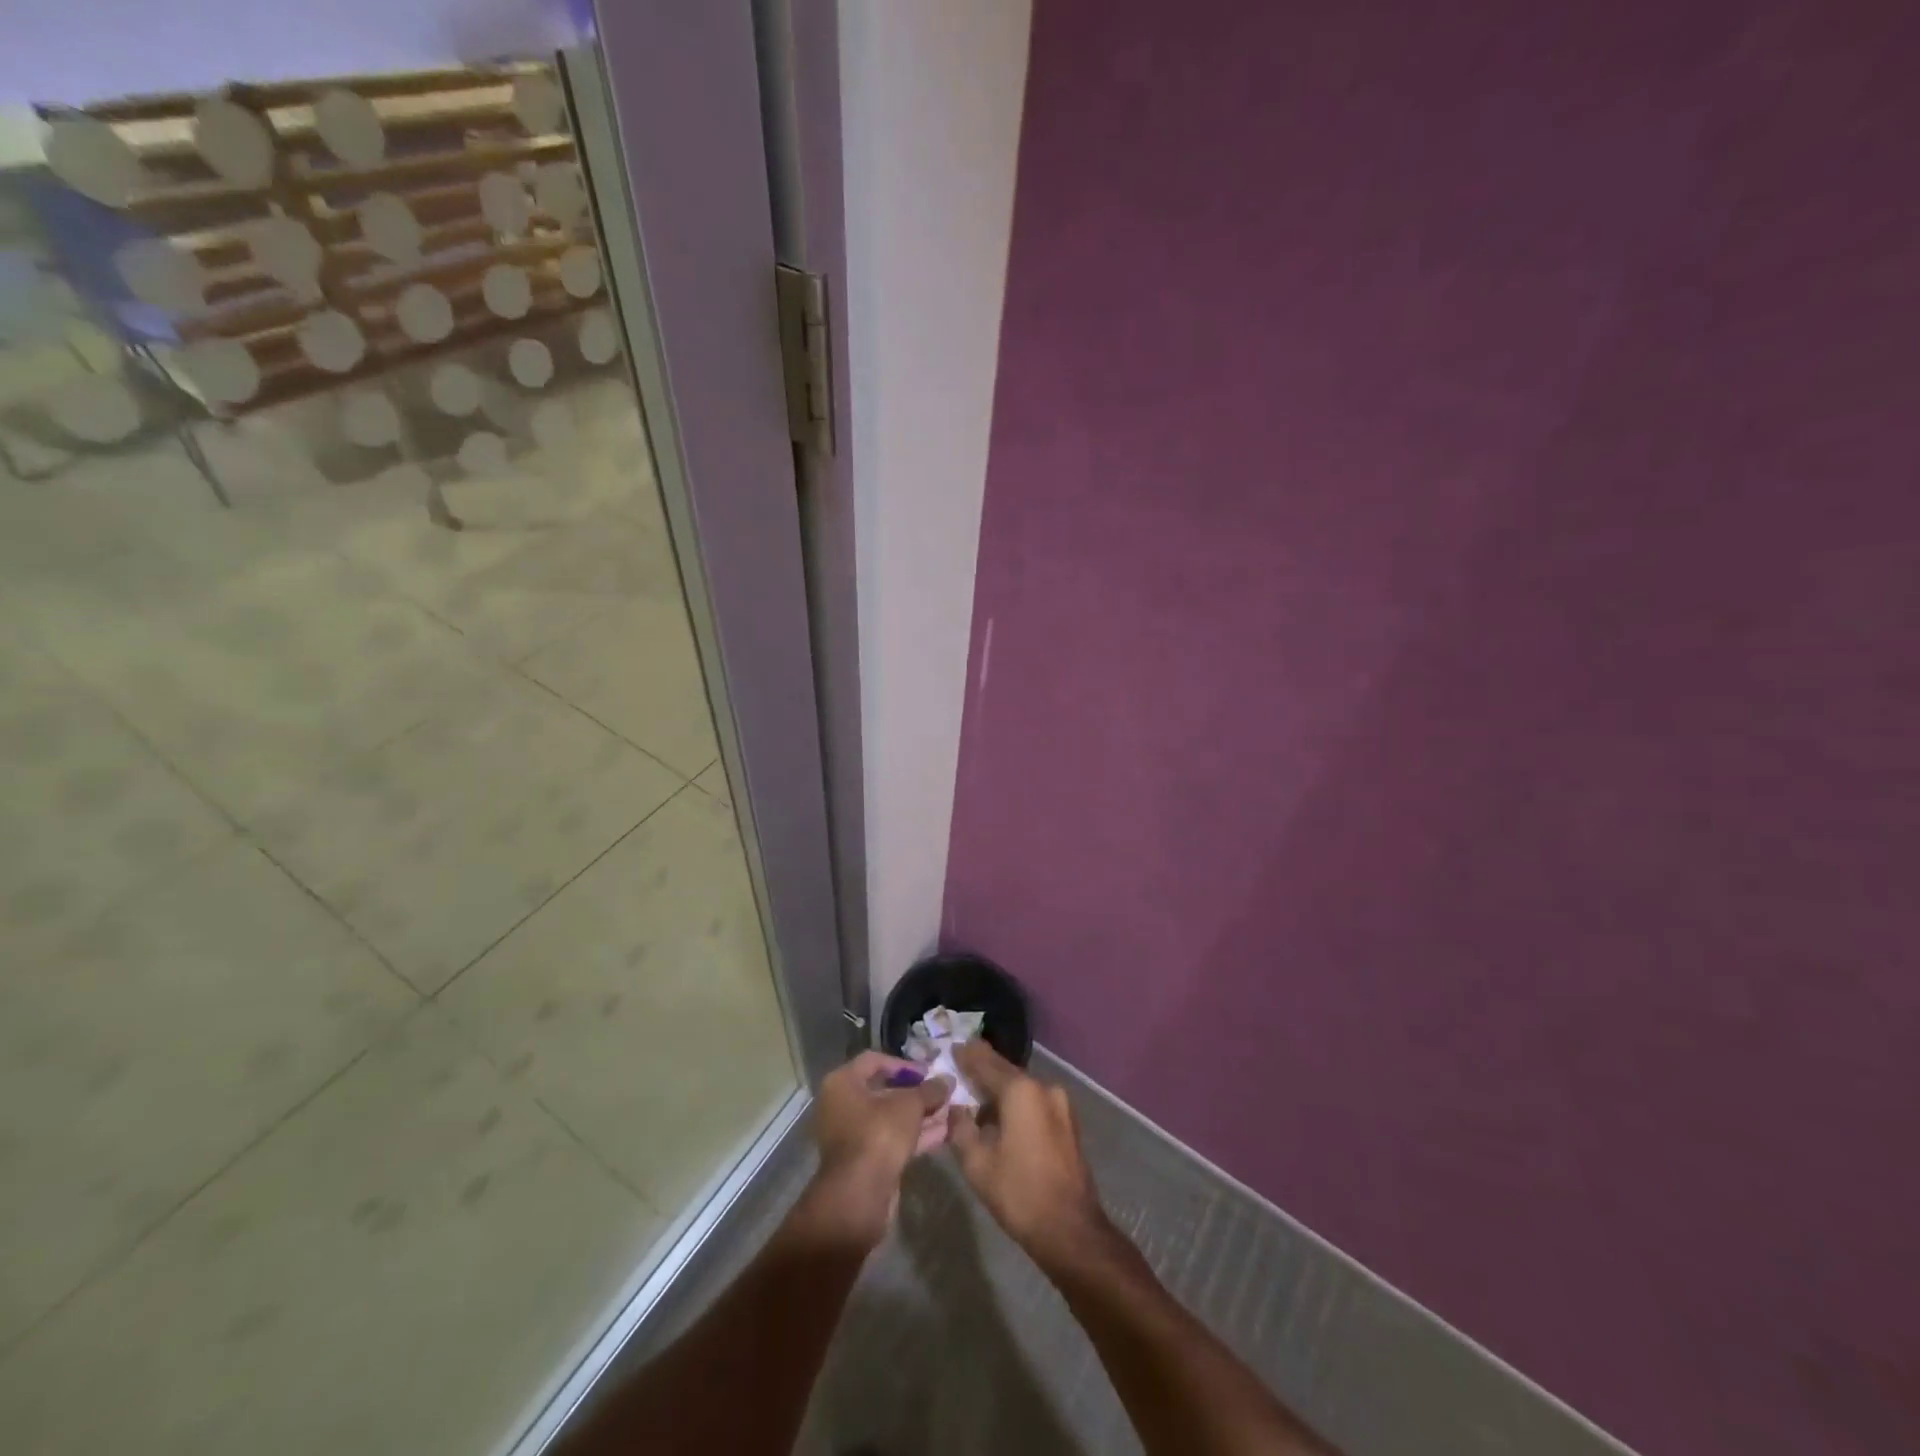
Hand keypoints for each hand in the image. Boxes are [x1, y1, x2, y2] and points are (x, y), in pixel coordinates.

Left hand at [806, 1051, 952, 1245]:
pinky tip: (944, 1133)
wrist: (859, 1195)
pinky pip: (892, 1139)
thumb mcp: (909, 1105)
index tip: (929, 1071)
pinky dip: (915, 1135)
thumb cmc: (878, 1134)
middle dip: (917, 1093)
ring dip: (920, 1115)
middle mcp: (842, 1105)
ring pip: (891, 1118)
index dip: (904, 1064)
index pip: (874, 1061)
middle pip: (884, 1091)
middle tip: (943, 1092)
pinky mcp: (865, 1160)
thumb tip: (948, 1080)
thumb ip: (929, 1090)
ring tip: (951, 1111)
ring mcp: (852, 1135)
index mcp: (843, 1083)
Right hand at [947, 1042, 1110, 1268]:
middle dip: (983, 1069)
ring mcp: (1060, 1104)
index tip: (951, 1047)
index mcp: (1021, 1090)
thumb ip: (961, 1128)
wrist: (1070, 1230)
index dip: (966, 1055)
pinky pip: (1034, 1102)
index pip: (986, 1063)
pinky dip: (1016, 1103)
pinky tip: (1000, 1115)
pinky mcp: (1068, 1122)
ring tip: (976, 1094)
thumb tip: (956, 1109)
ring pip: (1021, 1088)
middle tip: (960, 1065)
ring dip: (999, 1089)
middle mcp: (1043, 1087)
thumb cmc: (1019, 1193)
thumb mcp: (977, 1163)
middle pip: (1006, 1072)